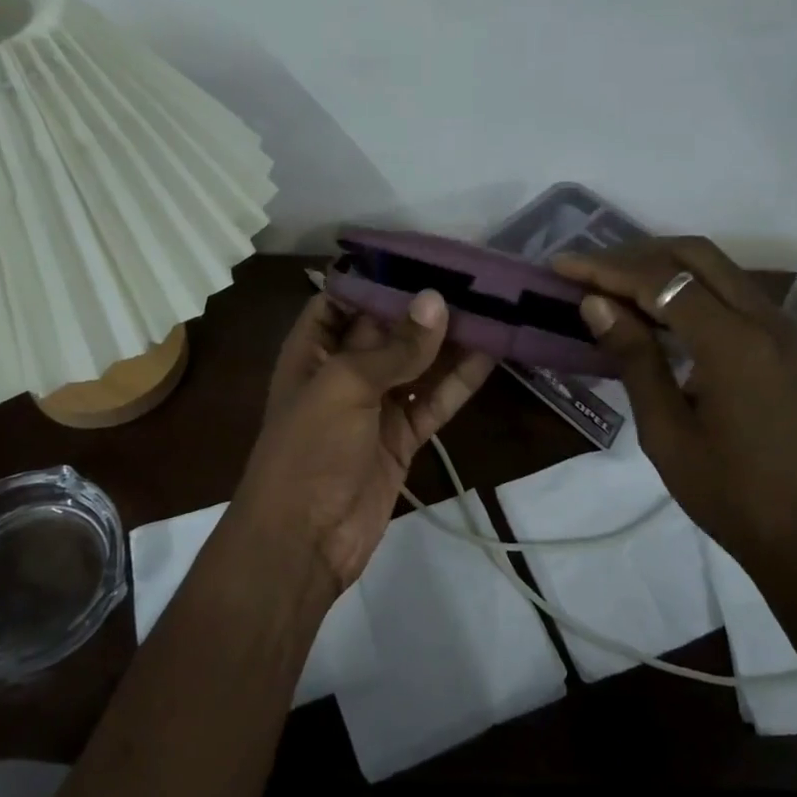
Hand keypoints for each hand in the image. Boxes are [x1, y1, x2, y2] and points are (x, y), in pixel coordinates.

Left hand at [234, 289, 495, 593]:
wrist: (303, 542)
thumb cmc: (308, 449)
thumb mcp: (345, 386)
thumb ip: (395, 347)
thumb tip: (437, 300)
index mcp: (314, 348)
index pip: (345, 297)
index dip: (379, 276)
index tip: (423, 254)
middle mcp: (344, 370)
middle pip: (389, 327)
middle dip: (426, 305)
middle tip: (475, 276)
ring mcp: (376, 404)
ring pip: (419, 363)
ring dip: (451, 340)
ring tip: (494, 307)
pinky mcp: (403, 436)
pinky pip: (435, 400)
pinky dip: (460, 380)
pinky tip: (493, 354)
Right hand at [553, 237, 796, 565]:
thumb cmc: (732, 496)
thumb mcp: (667, 433)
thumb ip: (635, 359)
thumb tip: (596, 303)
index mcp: (735, 343)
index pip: (661, 280)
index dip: (606, 268)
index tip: (562, 265)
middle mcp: (766, 321)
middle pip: (695, 255)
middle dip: (636, 254)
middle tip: (589, 272)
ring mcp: (784, 331)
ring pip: (718, 269)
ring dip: (665, 267)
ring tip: (614, 286)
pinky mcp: (789, 346)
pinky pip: (734, 294)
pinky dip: (692, 288)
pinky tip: (660, 314)